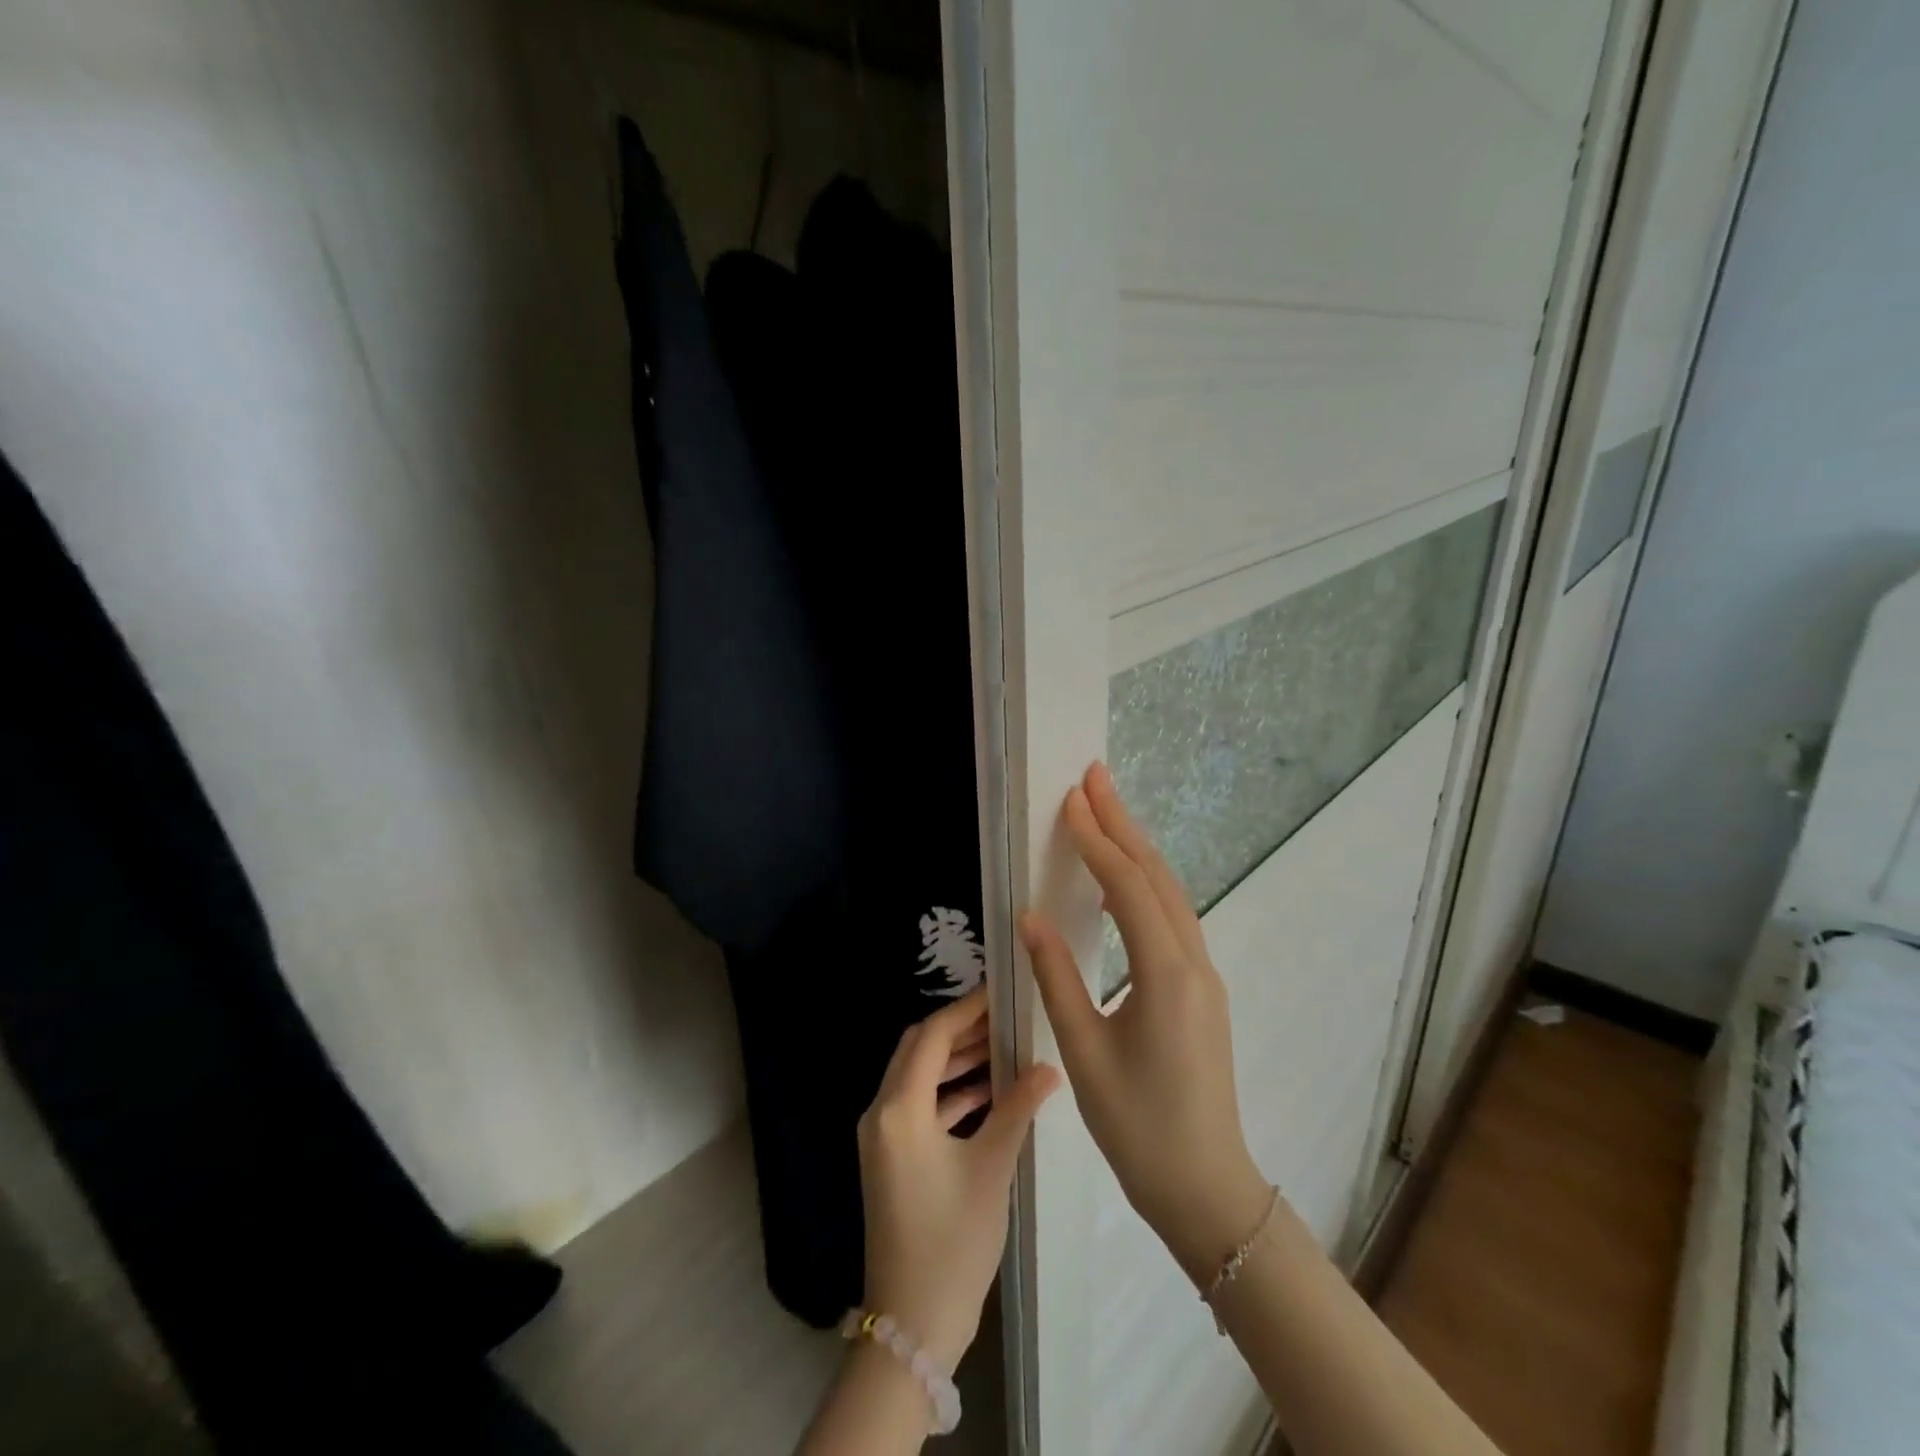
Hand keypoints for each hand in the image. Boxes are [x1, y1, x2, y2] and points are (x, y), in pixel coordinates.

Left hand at [857, 990, 1059, 1370]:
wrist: (912, 1325)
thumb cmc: (952, 1242)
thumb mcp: (991, 1169)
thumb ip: (1017, 1109)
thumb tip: (1049, 1068)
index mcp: (899, 1109)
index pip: (931, 1036)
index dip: (965, 1010)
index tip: (999, 993)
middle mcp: (881, 1112)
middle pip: (918, 1049)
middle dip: (960, 1030)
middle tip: (1004, 1018)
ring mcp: (882, 1136)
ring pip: (918, 1076)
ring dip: (955, 1060)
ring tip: (1003, 1048)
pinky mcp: (890, 1156)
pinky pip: (918, 1105)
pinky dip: (949, 1092)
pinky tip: (988, 1092)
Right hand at [1018, 763, 1274, 1284]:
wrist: (1205, 1186)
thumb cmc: (1137, 1125)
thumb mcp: (1084, 1053)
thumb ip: (1056, 977)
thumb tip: (1030, 915)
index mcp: (1166, 975)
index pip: (1128, 888)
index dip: (1098, 840)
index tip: (1072, 799)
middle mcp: (1193, 963)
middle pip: (1157, 876)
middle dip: (1124, 823)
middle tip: (1095, 777)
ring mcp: (1205, 976)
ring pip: (1171, 894)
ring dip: (1137, 849)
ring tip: (1106, 812)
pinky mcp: (1201, 990)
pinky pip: (1174, 918)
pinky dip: (1147, 883)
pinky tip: (1124, 880)